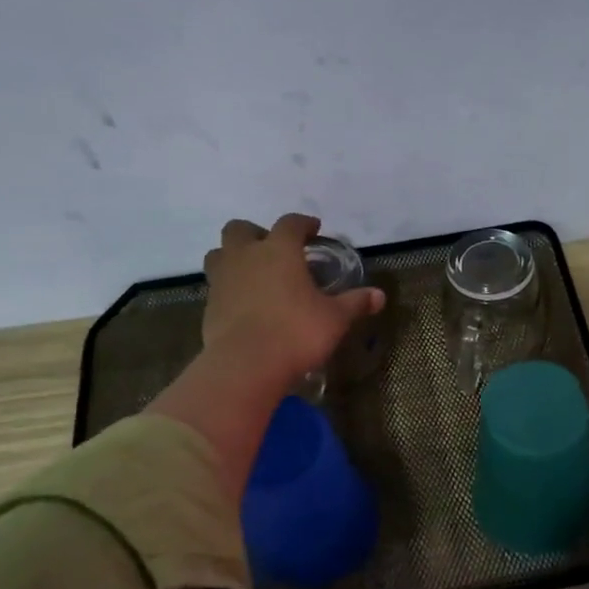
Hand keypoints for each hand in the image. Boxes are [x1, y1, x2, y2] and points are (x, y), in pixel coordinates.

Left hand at [200, 214, 385, 388]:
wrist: (246, 365)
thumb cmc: (296, 333)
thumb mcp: (335, 319)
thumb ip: (355, 303)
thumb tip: (379, 296)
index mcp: (279, 251)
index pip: (290, 224)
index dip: (303, 223)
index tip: (313, 229)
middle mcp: (246, 256)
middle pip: (240, 229)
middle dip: (256, 233)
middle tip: (273, 250)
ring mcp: (222, 280)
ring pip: (219, 254)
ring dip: (234, 256)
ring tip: (252, 273)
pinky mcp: (209, 305)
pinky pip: (216, 285)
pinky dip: (229, 287)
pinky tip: (245, 304)